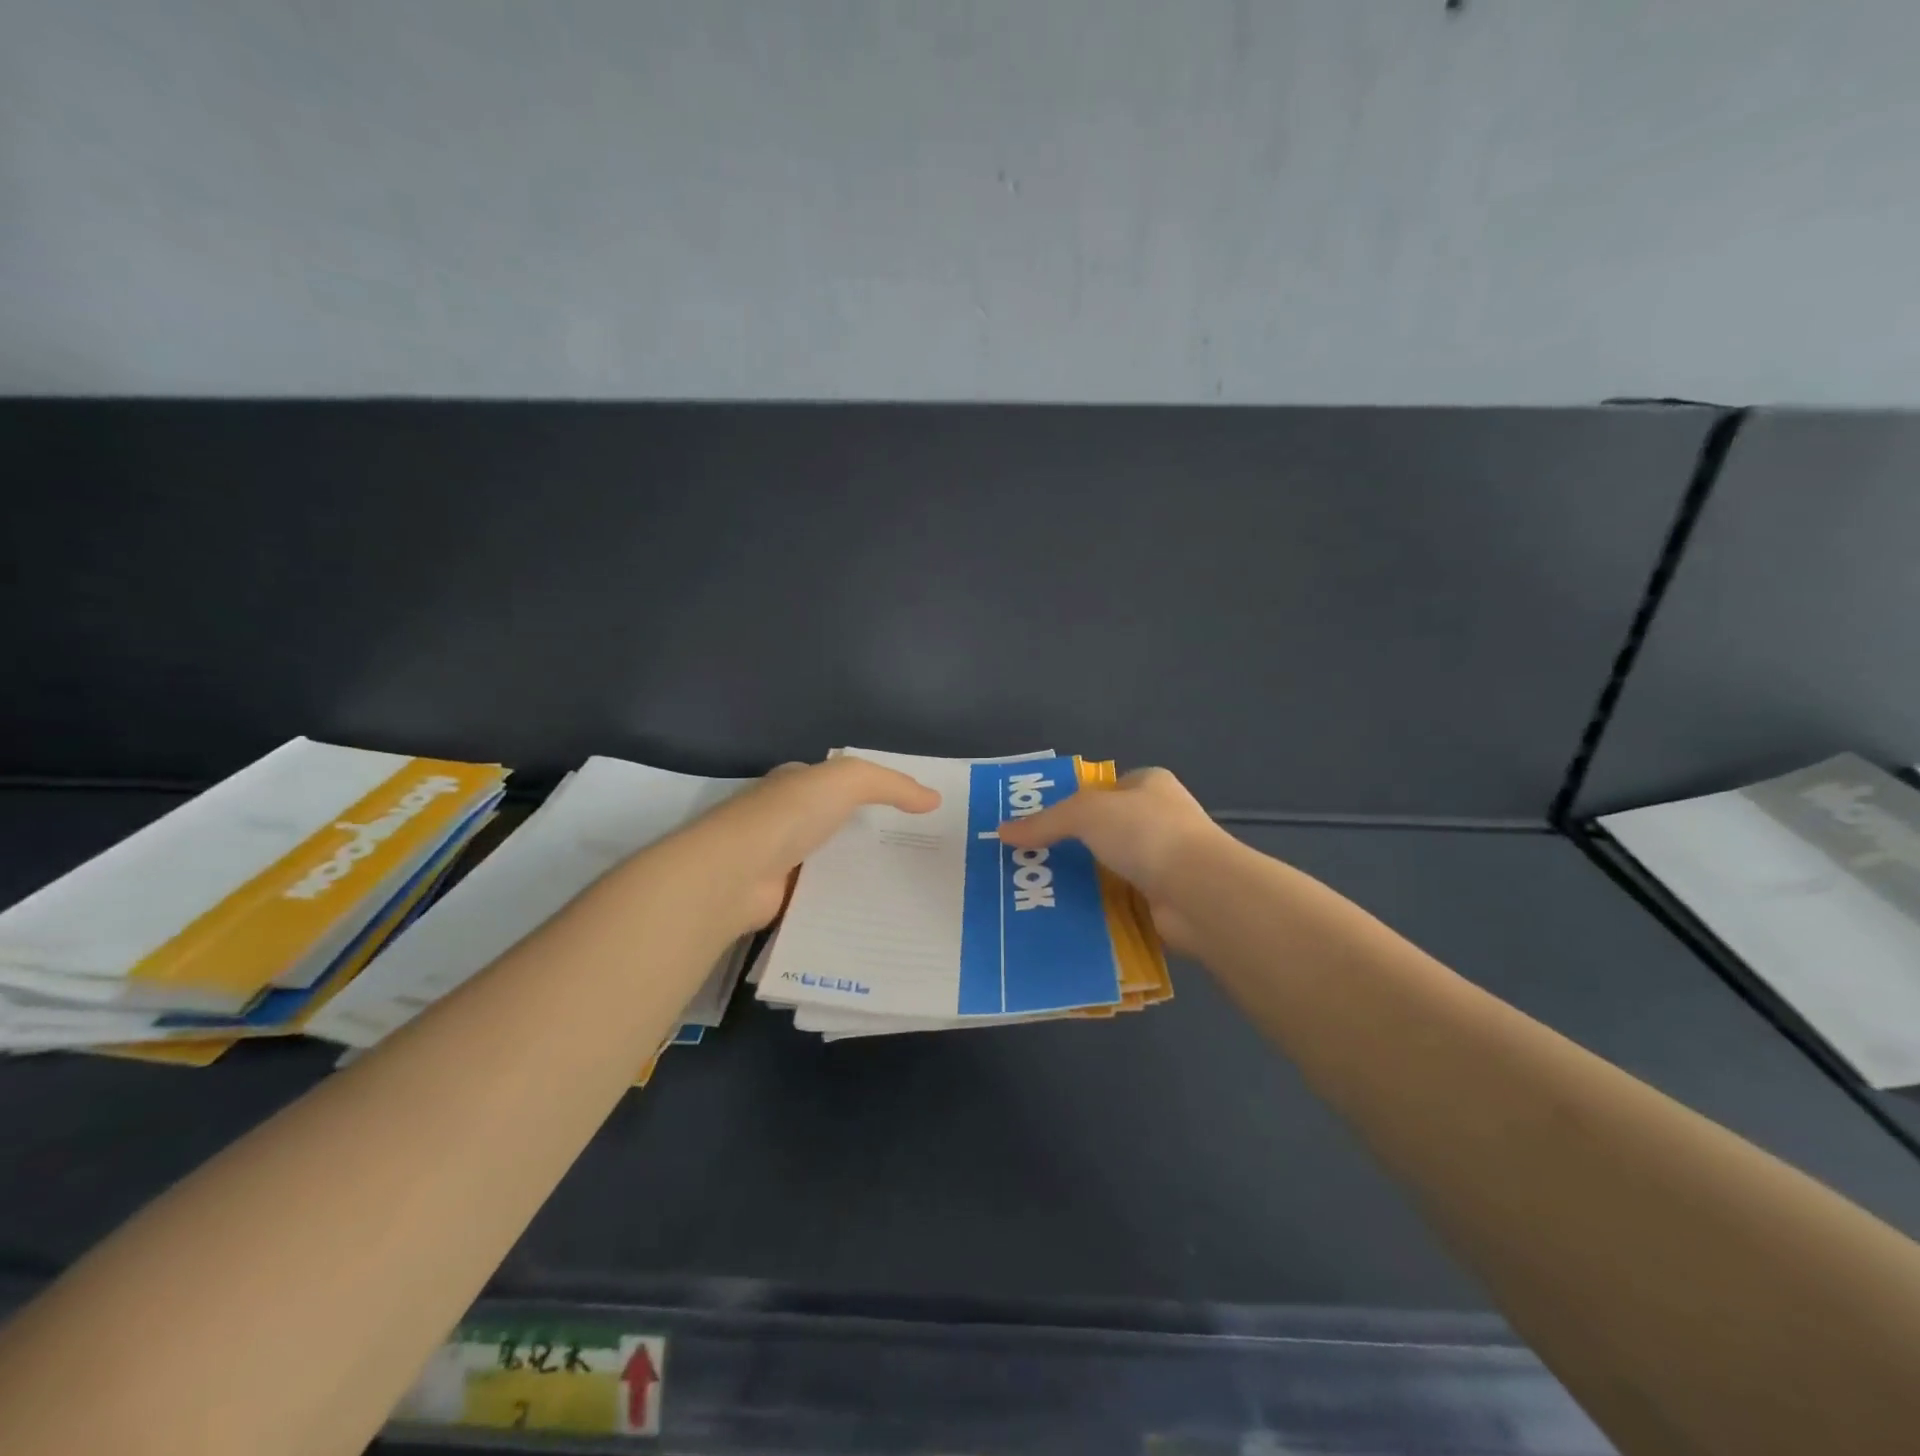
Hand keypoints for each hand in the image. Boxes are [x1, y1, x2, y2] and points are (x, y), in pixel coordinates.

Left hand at [675, 756, 940, 934]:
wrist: (734, 874)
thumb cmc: (788, 815)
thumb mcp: (847, 781)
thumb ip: (891, 786)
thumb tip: (934, 798)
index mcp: (796, 784)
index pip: (841, 784)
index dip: (877, 792)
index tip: (917, 812)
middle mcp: (787, 818)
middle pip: (839, 825)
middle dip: (874, 837)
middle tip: (921, 854)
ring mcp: (781, 859)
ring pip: (833, 863)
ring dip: (862, 873)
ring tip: (910, 887)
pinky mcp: (781, 898)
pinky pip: (823, 898)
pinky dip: (846, 904)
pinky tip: (879, 913)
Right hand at [996, 767, 1230, 952]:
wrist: (1199, 891)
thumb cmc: (1146, 833)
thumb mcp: (1085, 813)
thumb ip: (1045, 822)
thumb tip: (1002, 831)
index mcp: (1151, 785)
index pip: (1106, 789)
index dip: (1074, 802)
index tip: (1041, 824)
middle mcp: (1162, 819)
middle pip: (1107, 830)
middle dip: (1074, 845)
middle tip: (1032, 861)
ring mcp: (1167, 861)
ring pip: (1113, 868)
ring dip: (1085, 880)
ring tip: (1040, 892)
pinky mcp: (1165, 900)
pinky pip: (1122, 901)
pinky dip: (1100, 908)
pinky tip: (1069, 916)